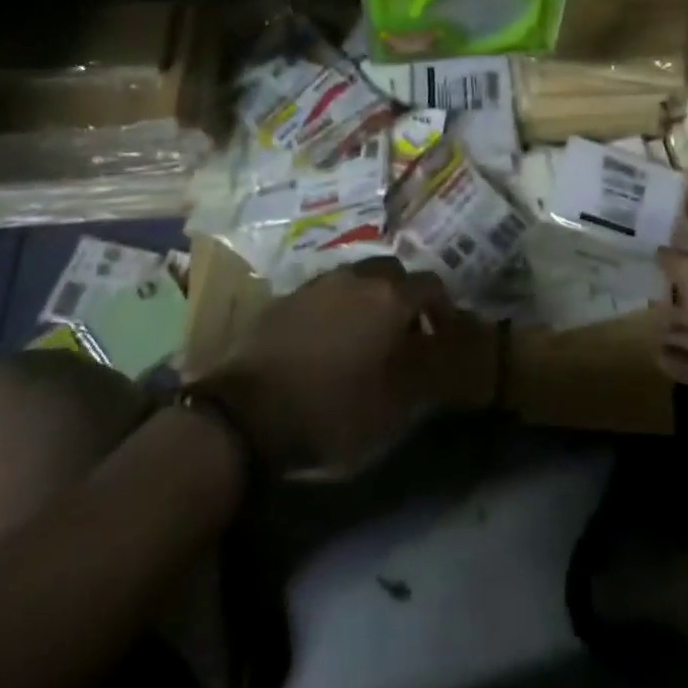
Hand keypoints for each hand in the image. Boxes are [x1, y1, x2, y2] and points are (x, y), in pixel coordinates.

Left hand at [199, 258, 453, 476]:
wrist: (245, 415)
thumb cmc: (331, 412)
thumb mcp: (392, 407)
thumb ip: (425, 374)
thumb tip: (439, 354)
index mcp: (389, 299)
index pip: (431, 285)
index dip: (442, 308)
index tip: (441, 334)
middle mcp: (357, 278)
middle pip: (393, 272)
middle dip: (405, 295)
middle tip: (404, 330)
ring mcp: (318, 283)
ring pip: (357, 278)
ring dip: (370, 298)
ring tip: (366, 334)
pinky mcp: (287, 297)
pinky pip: (327, 292)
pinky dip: (338, 306)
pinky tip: (330, 339)